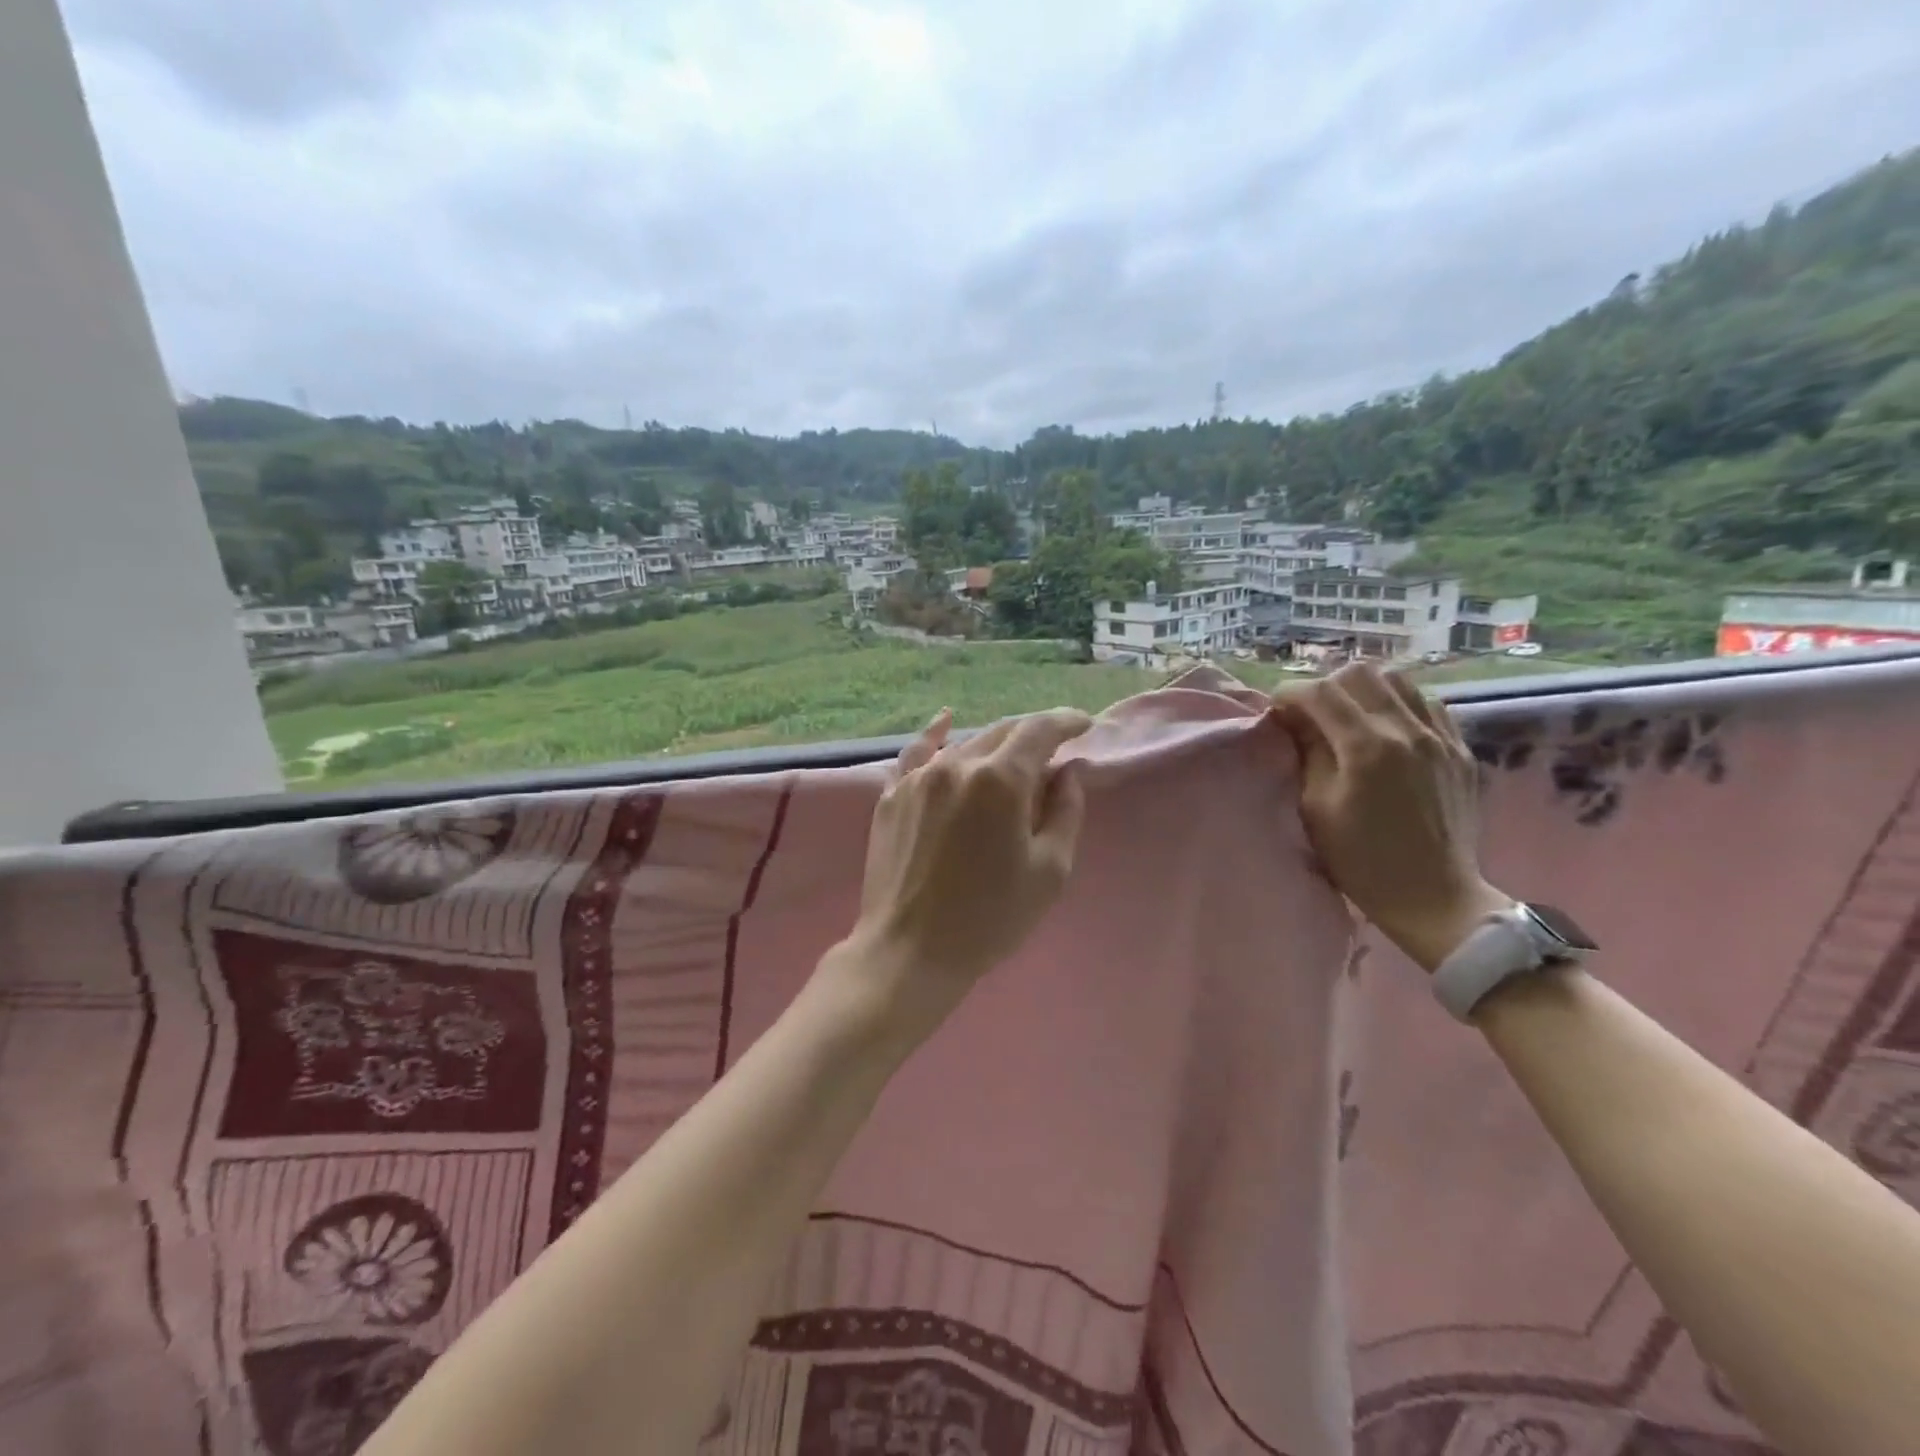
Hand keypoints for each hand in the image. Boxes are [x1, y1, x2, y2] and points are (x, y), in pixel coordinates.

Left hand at [839, 706, 1092, 1034]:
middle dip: (1033, 736)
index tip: (1084, 724)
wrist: (910, 951)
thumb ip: (1066, 810)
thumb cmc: (990, 918)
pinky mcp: (892, 795)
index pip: (1039, 730)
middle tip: (1054, 752)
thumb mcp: (1050, 870)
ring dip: (995, 746)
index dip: (1066, 721)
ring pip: (965, 743)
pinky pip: (917, 753)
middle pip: (1003, 732)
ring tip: (1012, 760)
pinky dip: (935, 736)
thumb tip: (1068, 770)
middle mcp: (956, 765)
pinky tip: (944, 721)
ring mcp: (918, 778)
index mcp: (999, 780)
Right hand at [1270, 663, 1510, 972]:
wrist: (1435, 898)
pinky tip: (1387, 730)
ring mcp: (1442, 738)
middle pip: (1361, 674)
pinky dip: (1400, 706)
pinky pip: (1429, 705)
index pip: (1320, 692)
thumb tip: (1295, 720)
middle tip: (1310, 712)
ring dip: (1364, 691)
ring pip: (1399, 681)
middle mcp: (1409, 731)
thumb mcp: (1316, 808)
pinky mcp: (1461, 751)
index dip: (1288, 694)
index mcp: (1367, 747)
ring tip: (1348, 717)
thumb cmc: (1361, 861)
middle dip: (1326, 686)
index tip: (1275, 711)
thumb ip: (1307, 753)